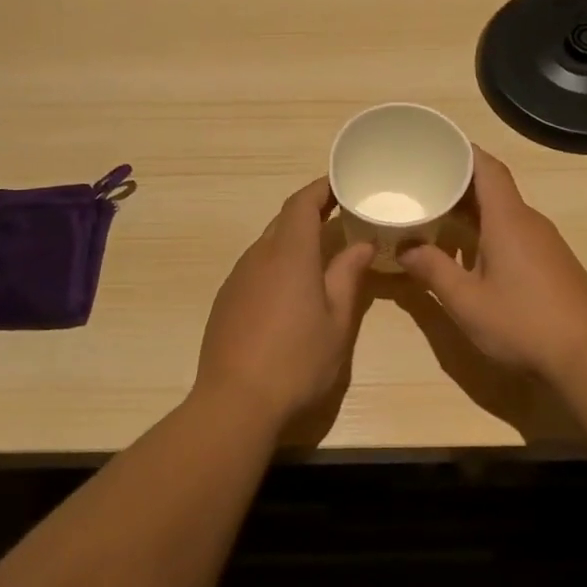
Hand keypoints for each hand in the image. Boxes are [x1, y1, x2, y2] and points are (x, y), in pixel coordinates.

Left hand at [195, 177, 375, 428]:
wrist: (235, 402)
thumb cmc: (297, 361)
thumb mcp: (337, 321)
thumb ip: (348, 276)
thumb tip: (361, 244)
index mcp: (289, 254)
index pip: (302, 203)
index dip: (321, 188)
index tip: (342, 184)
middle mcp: (258, 257)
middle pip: (283, 221)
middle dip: (310, 213)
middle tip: (340, 217)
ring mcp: (237, 279)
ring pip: (267, 245)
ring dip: (293, 241)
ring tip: (321, 254)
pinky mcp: (225, 301)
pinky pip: (254, 268)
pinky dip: (276, 265)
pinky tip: (290, 291)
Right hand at [400, 148, 586, 379]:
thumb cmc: (522, 322)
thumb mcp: (466, 301)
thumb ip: (432, 270)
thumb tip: (405, 248)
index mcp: (508, 220)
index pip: (487, 168)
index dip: (462, 152)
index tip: (434, 147)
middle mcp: (530, 222)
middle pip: (494, 188)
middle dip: (459, 183)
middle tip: (422, 184)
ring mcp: (546, 243)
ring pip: (505, 213)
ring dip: (473, 210)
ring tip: (438, 216)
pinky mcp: (553, 264)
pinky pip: (516, 233)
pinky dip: (489, 231)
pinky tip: (471, 253)